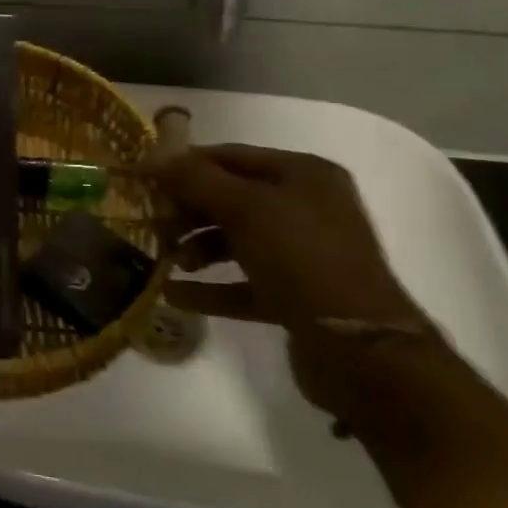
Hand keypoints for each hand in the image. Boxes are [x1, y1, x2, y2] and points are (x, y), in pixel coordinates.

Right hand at [150, 145, 432, 414]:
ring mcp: (304, 255)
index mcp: (304, 175)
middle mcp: (306, 208)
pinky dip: (212, 287)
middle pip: (231, 198)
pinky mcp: (296, 297)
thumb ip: (195, 180)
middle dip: (189, 209)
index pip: (231, 156)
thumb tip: (151, 154)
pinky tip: (174, 295)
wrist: (362, 352)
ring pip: (236, 241)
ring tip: (167, 261)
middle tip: (151, 222)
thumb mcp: (245, 209)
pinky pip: (244, 283)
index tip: (144, 178)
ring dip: (197, 248)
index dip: (186, 164)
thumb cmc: (303, 260)